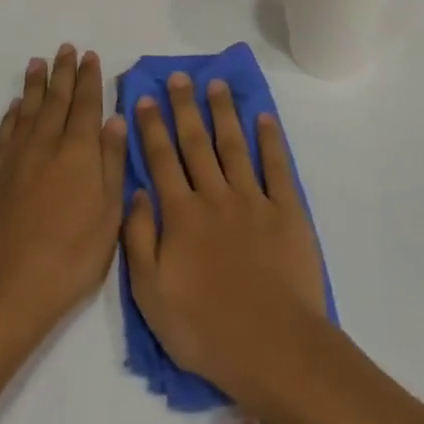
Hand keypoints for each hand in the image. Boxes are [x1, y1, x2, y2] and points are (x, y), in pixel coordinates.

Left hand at [0, 45, 125, 342]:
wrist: (6, 287)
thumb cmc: (71, 256)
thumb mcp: (108, 215)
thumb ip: (112, 164)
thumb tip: (115, 121)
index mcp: (80, 153)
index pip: (87, 105)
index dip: (89, 79)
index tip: (90, 56)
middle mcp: (47, 146)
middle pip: (57, 100)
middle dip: (63, 73)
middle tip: (66, 48)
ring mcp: (17, 159)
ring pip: (28, 110)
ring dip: (35, 85)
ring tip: (38, 62)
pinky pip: (5, 132)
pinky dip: (12, 114)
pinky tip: (15, 106)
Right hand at [123, 73, 328, 413]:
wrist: (272, 346)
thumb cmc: (204, 328)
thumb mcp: (150, 294)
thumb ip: (140, 239)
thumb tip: (136, 192)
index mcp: (181, 216)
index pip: (161, 161)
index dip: (151, 128)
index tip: (145, 98)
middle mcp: (215, 197)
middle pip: (196, 144)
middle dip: (185, 108)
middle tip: (178, 77)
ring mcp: (254, 201)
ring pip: (234, 146)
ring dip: (224, 113)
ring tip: (216, 85)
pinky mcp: (287, 211)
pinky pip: (277, 167)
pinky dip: (270, 140)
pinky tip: (264, 118)